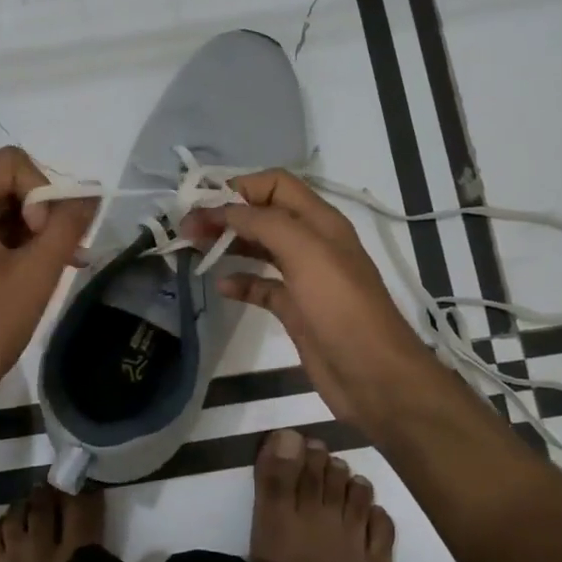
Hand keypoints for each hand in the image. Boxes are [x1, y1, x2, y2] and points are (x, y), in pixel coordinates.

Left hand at [0, 147, 96, 415]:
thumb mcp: (34, 275)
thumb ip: (67, 227)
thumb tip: (93, 192)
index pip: (13, 163)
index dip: (43, 189)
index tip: (49, 233)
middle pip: (9, 184)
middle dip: (45, 211)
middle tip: (65, 250)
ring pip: (6, 212)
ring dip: (39, 232)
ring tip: (64, 264)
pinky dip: (24, 249)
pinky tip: (46, 275)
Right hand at [181, 169, 460, 439]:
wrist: (374, 376)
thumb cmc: (341, 308)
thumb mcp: (307, 253)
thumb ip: (265, 223)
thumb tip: (225, 209)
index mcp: (320, 222)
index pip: (276, 185)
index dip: (240, 187)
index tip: (203, 203)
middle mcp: (312, 243)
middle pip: (263, 215)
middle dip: (226, 215)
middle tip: (187, 229)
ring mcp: (304, 278)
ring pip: (260, 249)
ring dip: (229, 244)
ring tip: (195, 250)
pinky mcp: (296, 310)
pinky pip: (262, 287)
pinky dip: (240, 283)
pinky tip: (221, 287)